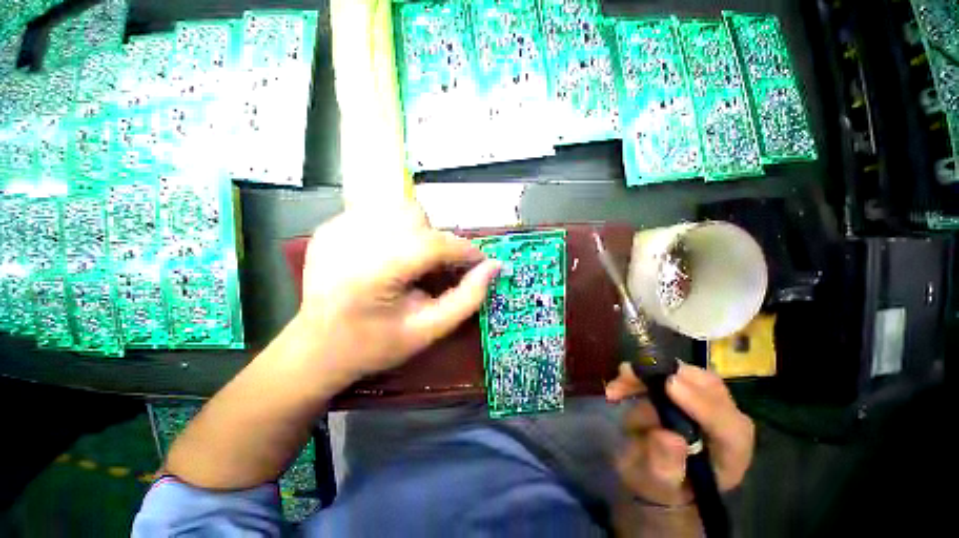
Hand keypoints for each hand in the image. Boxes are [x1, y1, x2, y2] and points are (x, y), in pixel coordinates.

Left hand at [296, 202, 500, 384]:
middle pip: (415, 216)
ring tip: (412, 260)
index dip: (464, 250)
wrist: (316, 348)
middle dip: (436, 240)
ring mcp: (336, 230)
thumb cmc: (375, 345)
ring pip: (398, 208)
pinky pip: (377, 212)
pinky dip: (395, 229)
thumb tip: (493, 267)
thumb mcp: (428, 330)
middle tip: (435, 268)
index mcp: (374, 274)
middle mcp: (351, 242)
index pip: (434, 245)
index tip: (480, 262)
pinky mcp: (329, 228)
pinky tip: (388, 256)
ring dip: (417, 231)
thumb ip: (467, 298)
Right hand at [606, 363, 754, 506]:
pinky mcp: (684, 387)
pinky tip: (621, 382)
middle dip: (670, 377)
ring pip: (686, 373)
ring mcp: (705, 400)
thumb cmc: (660, 484)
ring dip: (649, 373)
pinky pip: (664, 369)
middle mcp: (724, 421)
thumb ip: (665, 466)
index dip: (703, 405)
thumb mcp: (657, 483)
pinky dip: (641, 372)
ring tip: (619, 385)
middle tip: (632, 378)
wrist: (653, 471)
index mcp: (730, 454)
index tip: (669, 386)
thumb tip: (669, 437)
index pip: (730, 427)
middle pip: (711, 388)